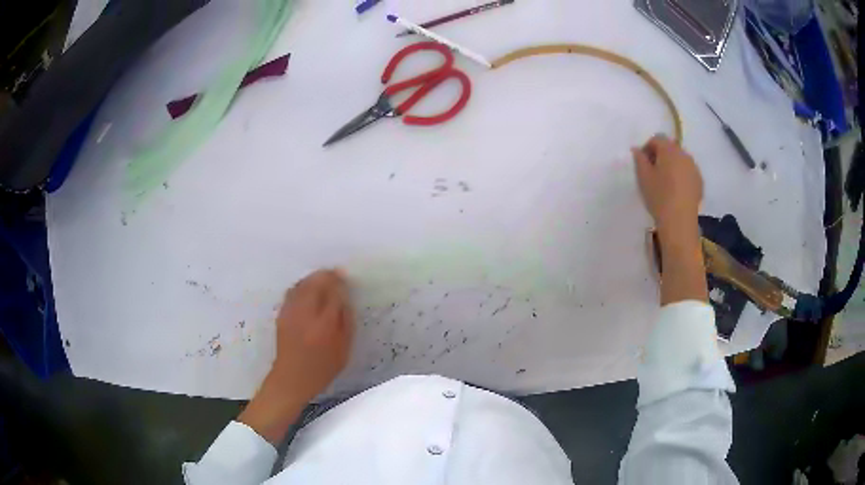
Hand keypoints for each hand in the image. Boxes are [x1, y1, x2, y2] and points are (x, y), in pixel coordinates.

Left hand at [272, 269, 353, 401]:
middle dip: (327, 276)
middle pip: (316, 283)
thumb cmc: (322, 368)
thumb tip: (345, 300)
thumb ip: (346, 323)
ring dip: (313, 278)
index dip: (340, 283)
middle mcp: (306, 314)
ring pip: (302, 284)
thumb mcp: (343, 350)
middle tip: (336, 274)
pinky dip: (302, 285)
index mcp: (325, 324)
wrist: (292, 378)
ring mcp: (291, 312)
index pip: (333, 293)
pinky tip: (307, 289)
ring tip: (322, 279)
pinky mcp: (282, 314)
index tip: (345, 278)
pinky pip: (292, 291)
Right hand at [633, 135, 707, 304]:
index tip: (642, 162)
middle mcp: (684, 154)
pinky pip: (688, 172)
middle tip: (652, 172)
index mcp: (669, 150)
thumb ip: (639, 159)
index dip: (648, 147)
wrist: (679, 222)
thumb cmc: (659, 197)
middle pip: (670, 147)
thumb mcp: (643, 178)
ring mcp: (694, 168)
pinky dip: (681, 176)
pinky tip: (675, 191)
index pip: (657, 139)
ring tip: (664, 182)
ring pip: (680, 160)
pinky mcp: (699, 182)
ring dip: (672, 165)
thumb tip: (637, 150)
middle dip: (661, 155)